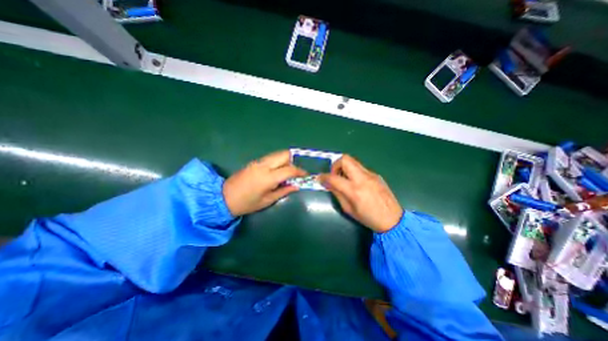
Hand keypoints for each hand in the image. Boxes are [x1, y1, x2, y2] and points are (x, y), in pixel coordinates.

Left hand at [223, 151, 305, 215]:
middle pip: (284, 155)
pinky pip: (271, 157)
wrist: (224, 198)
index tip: (305, 175)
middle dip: (294, 161)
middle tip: (297, 172)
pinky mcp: (254, 162)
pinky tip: (278, 170)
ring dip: (286, 160)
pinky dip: (278, 161)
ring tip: (288, 171)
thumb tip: (296, 186)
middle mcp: (264, 166)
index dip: (300, 171)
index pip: (289, 169)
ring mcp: (258, 162)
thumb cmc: (247, 203)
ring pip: (277, 154)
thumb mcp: (267, 200)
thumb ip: (284, 191)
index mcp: (268, 177)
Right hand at [320, 155, 402, 232]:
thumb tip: (328, 183)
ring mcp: (371, 174)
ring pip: (353, 161)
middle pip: (345, 159)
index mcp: (354, 190)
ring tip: (345, 179)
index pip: (334, 177)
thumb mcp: (348, 209)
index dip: (323, 177)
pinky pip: (360, 168)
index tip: (320, 178)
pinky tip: (356, 183)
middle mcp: (363, 178)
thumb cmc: (368, 218)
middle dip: (335, 165)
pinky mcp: (376, 174)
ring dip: (344, 167)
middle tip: (335, 175)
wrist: (393, 219)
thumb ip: (337, 193)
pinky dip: (353, 172)